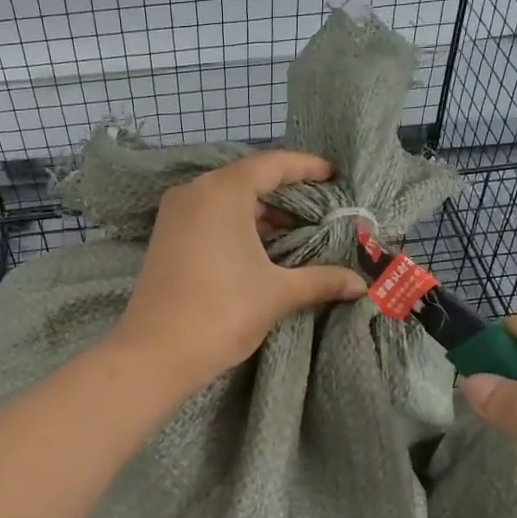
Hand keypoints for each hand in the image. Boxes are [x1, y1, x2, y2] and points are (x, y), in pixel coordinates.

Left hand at [110, 152, 366, 389]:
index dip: (307, 168)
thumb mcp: (278, 293)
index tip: (334, 175)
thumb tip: (360, 284)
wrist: (156, 353)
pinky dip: (237, 227)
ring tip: (296, 233)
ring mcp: (174, 216)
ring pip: (226, 202)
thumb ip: (321, 280)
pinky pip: (208, 219)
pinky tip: (260, 250)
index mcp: (222, 192)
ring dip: (261, 214)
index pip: (273, 165)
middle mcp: (194, 193)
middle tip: (321, 209)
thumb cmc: (222, 312)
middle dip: (286, 194)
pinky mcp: (165, 239)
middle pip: (248, 180)